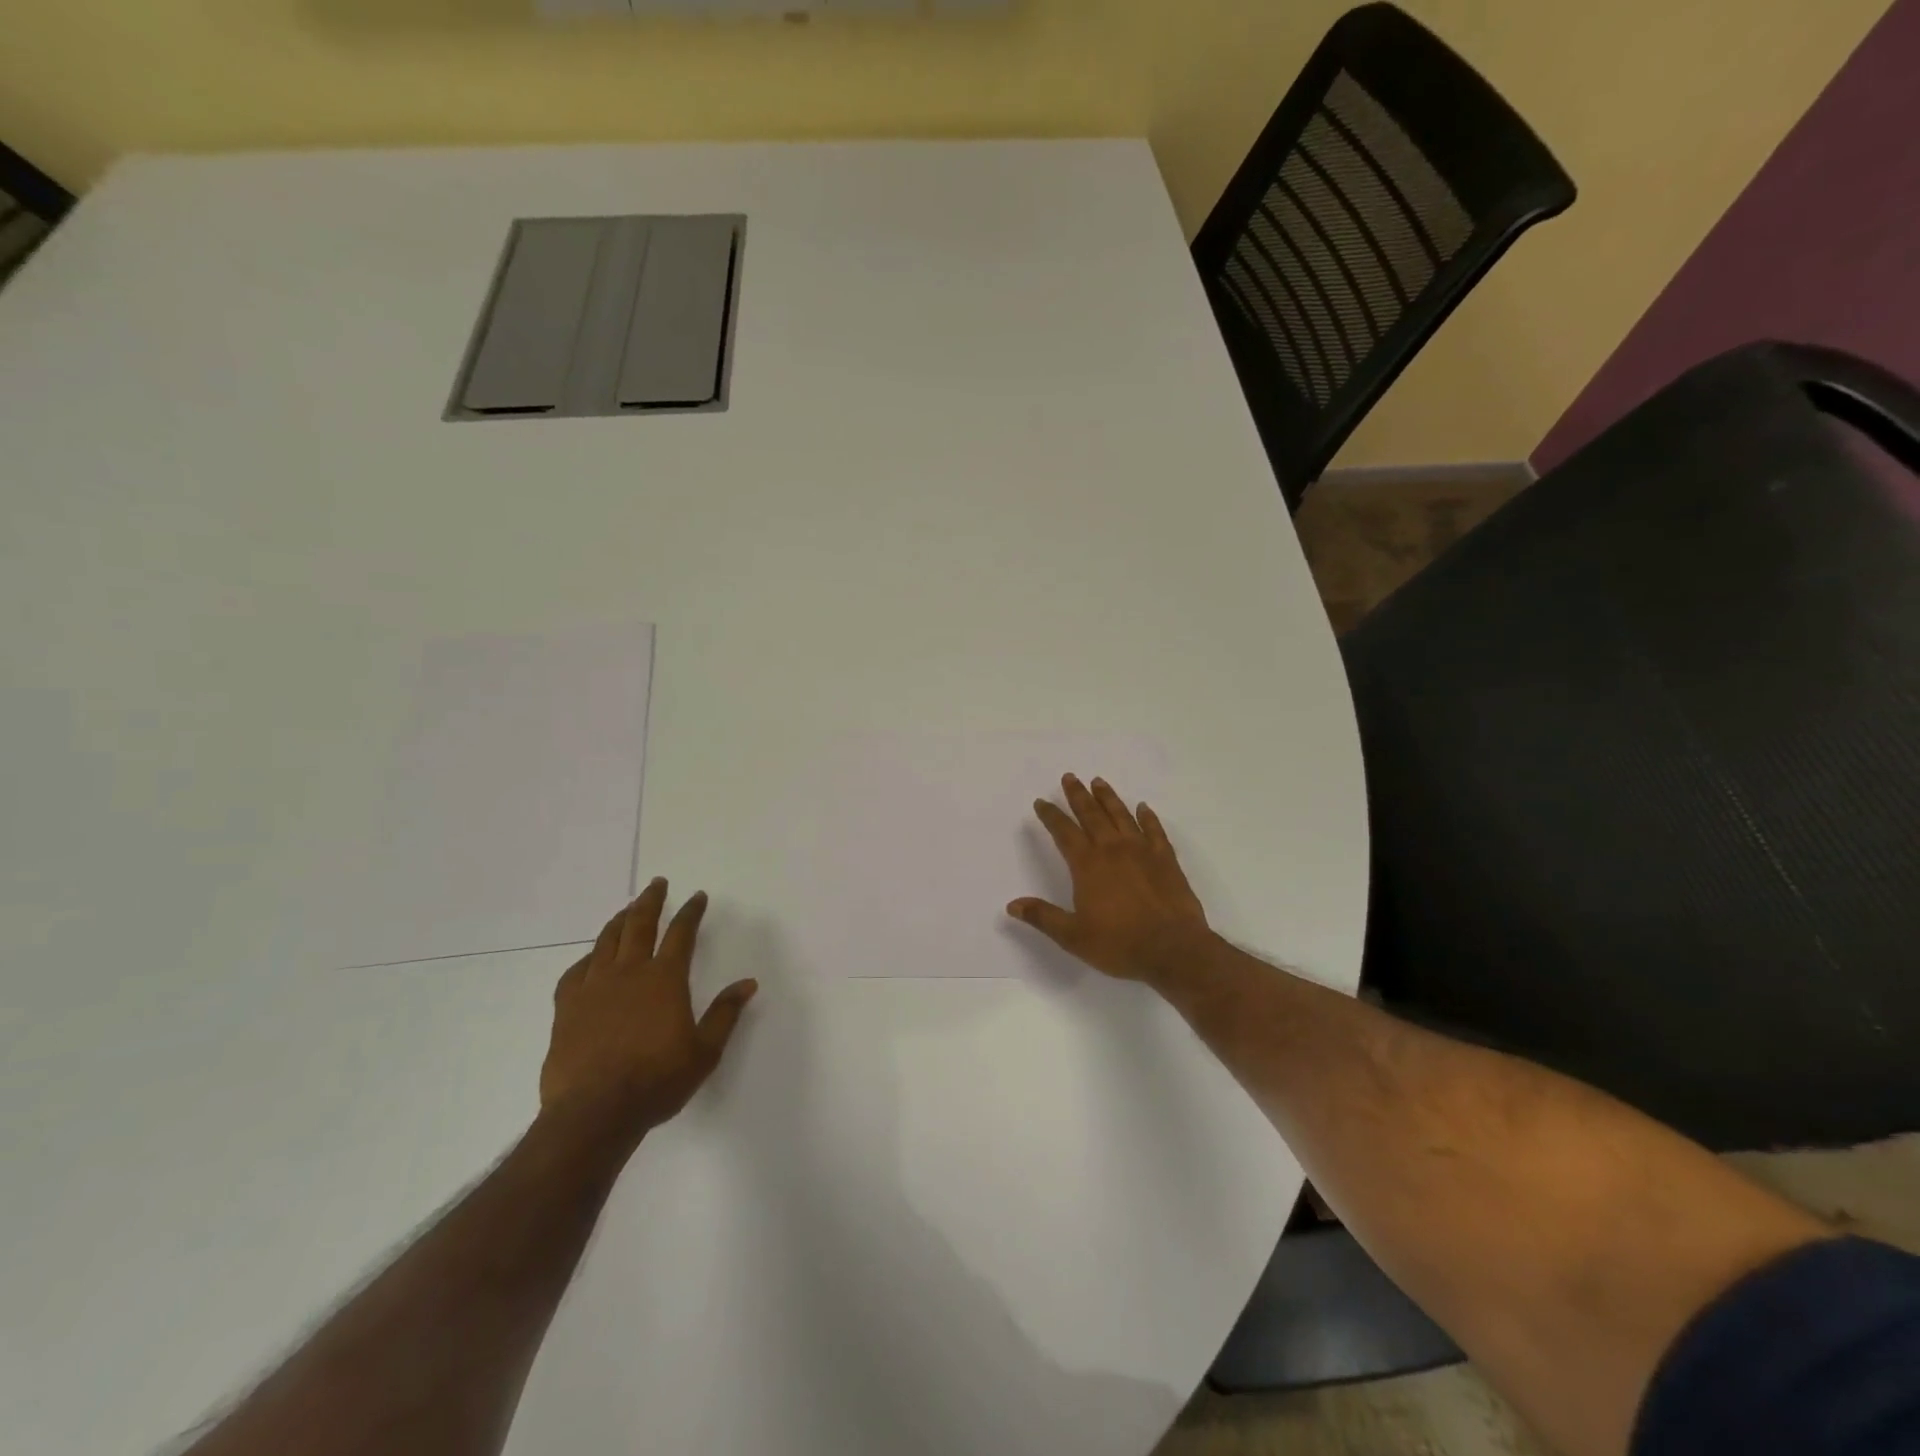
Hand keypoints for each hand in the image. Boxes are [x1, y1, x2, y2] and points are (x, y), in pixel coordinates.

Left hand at [540, 879, 757, 1143]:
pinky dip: (587, 958)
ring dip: (619, 921)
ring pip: (606, 941)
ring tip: (626, 910)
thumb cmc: (657, 1081)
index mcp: (665, 978)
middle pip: (639, 924)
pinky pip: (576, 971)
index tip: (698, 896)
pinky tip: (591, 958)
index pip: (681, 933)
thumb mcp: (705, 1051)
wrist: (594, 1112)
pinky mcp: (567, 1008)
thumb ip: (725, 1014)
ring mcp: (594, 987)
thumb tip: (748, 983)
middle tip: (657, 884)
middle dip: (651, 901)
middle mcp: (629, 972)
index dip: (691, 912)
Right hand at [1006, 774, 1213, 986]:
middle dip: (1078, 795)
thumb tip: (1012, 905)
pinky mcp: (1166, 859)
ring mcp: (1142, 851)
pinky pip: (1154, 830)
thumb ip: (1043, 917)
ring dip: (1108, 797)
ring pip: (1121, 815)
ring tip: (1098, 781)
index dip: (1051, 815)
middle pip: (1092, 814)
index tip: (1042, 802)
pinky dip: (1147, 817)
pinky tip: (1143, 807)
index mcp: (1087, 865)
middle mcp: (1112, 849)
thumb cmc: (1119, 944)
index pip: (1064, 832)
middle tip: (1069, 777)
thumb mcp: (1073, 936)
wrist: (1173, 950)